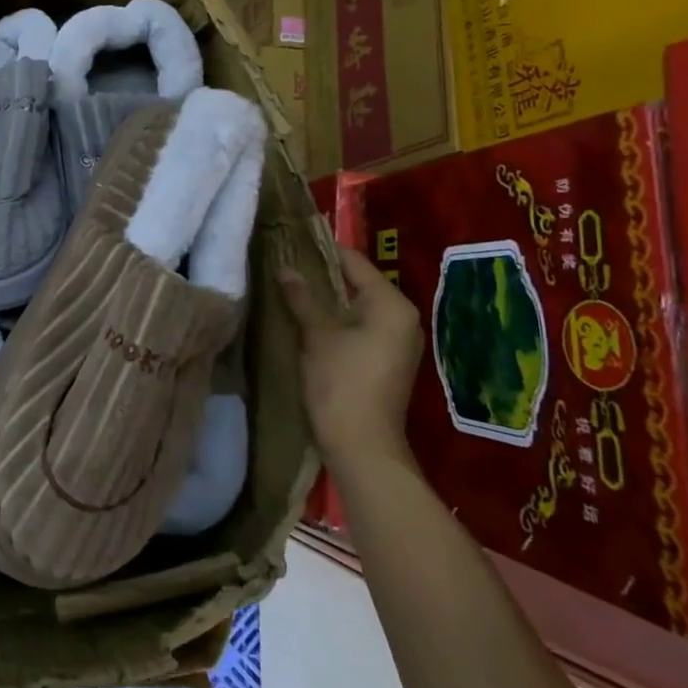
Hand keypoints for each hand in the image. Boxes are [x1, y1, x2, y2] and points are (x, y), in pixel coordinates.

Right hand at [279, 243, 423, 471]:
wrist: (363, 446)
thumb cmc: (341, 383)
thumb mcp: (317, 335)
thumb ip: (302, 297)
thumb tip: (285, 268)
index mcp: (391, 305)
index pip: (354, 262)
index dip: (321, 251)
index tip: (290, 241)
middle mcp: (403, 318)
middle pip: (358, 282)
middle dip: (323, 275)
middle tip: (286, 264)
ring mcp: (398, 341)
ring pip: (358, 305)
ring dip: (328, 298)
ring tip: (291, 287)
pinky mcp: (387, 359)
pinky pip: (361, 325)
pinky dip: (337, 318)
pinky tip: (308, 318)